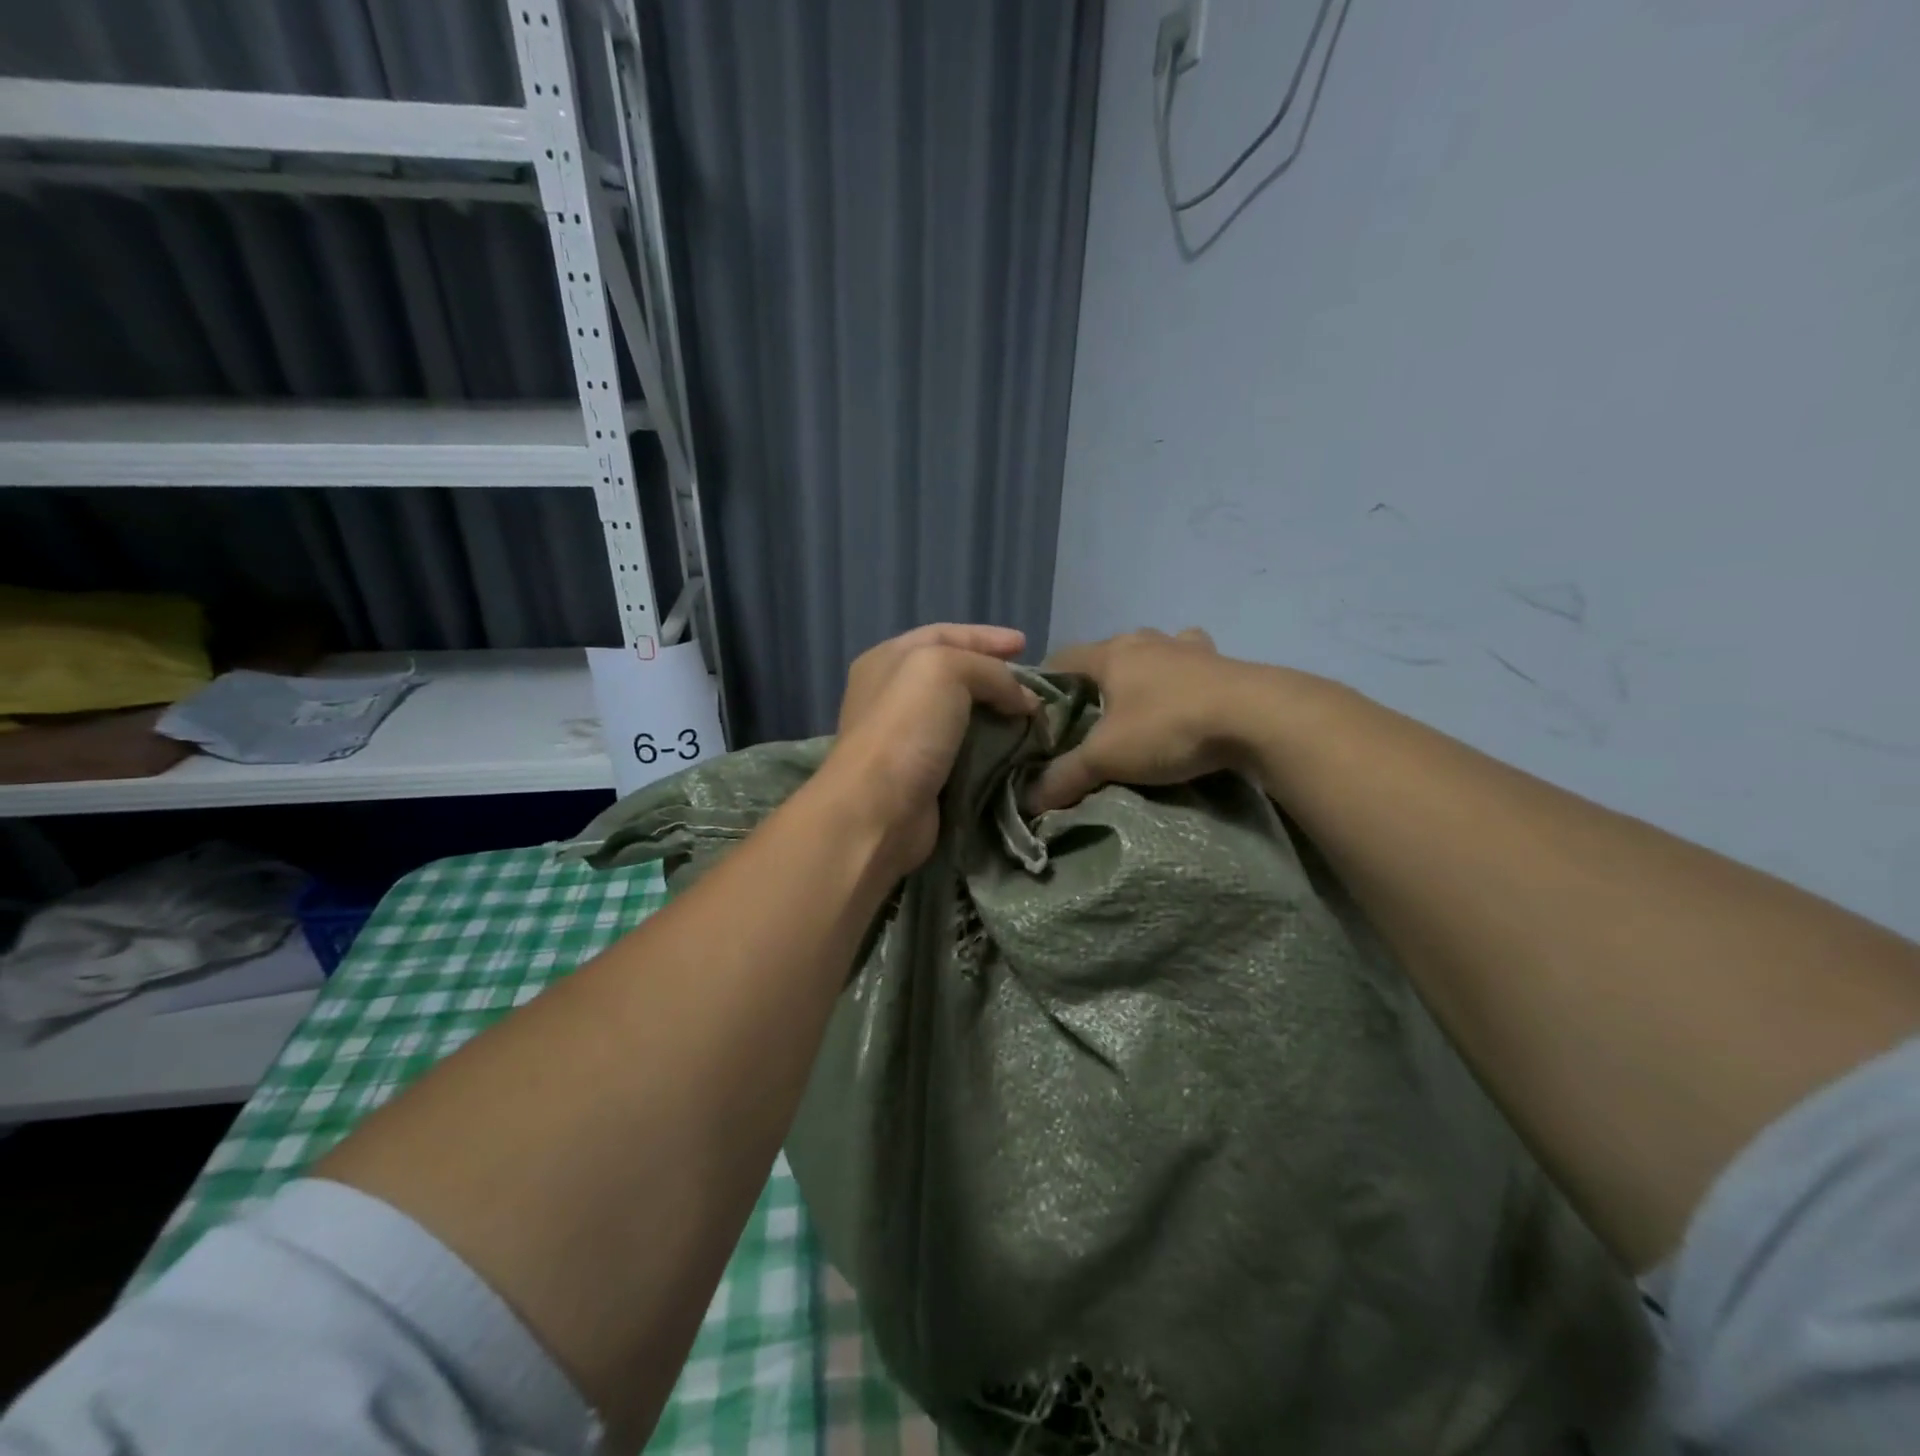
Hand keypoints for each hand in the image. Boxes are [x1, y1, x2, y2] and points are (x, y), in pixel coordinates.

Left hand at [827, 624, 1040, 874]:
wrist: (878, 810)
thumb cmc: (905, 728)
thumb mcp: (946, 671)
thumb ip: (991, 672)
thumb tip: (1024, 700)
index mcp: (888, 660)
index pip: (944, 634)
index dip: (986, 637)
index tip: (1025, 644)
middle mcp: (892, 695)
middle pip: (954, 675)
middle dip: (995, 677)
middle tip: (1032, 686)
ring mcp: (906, 737)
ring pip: (962, 715)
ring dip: (998, 715)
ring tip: (1032, 718)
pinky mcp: (922, 775)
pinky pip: (965, 751)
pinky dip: (992, 748)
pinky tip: (1016, 749)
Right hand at [1026, 628, 1262, 812]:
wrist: (1257, 718)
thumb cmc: (1169, 727)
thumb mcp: (1107, 758)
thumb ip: (1065, 776)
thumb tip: (1028, 800)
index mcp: (1112, 654)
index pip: (1061, 658)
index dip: (1045, 683)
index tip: (1039, 712)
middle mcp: (1146, 640)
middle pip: (1107, 654)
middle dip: (1095, 681)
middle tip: (1089, 717)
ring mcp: (1188, 647)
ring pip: (1153, 652)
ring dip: (1143, 672)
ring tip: (1139, 704)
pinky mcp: (1223, 662)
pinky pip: (1193, 663)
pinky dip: (1184, 676)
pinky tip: (1187, 696)